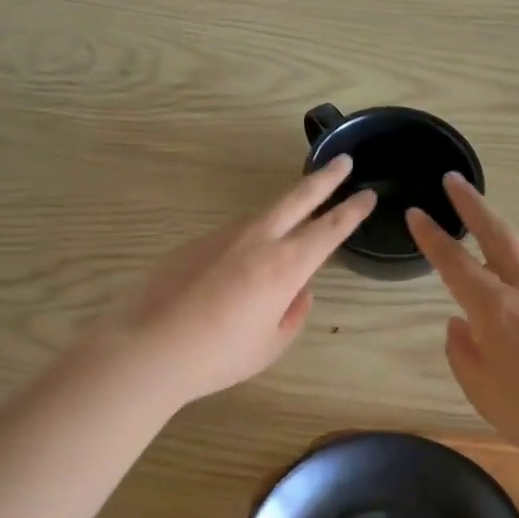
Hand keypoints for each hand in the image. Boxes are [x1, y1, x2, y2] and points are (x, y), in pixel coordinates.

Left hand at [95, 156, 376, 406]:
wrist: (152, 347)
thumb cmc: (220, 355)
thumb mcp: (271, 344)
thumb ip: (293, 313)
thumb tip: (298, 292)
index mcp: (285, 267)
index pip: (329, 230)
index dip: (351, 211)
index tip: (366, 195)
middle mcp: (257, 241)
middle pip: (297, 199)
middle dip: (324, 179)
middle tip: (343, 162)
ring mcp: (222, 237)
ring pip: (262, 218)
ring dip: (283, 214)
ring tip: (289, 228)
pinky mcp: (194, 243)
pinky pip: (231, 239)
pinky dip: (245, 245)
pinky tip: (234, 272)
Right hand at [406, 176, 518, 466]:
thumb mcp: (482, 391)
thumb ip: (463, 352)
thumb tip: (460, 324)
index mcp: (495, 310)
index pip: (454, 263)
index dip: (432, 236)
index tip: (417, 211)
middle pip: (499, 234)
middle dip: (472, 205)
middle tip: (455, 182)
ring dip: (512, 238)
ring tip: (498, 236)